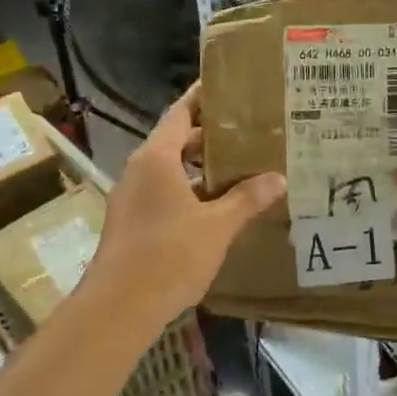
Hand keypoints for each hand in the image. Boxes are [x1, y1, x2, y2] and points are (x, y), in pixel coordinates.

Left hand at [79, 83, 284, 322]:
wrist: (118, 308)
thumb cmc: (169, 256)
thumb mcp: (217, 226)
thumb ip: (247, 198)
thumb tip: (278, 178)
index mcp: (156, 158)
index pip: (181, 113)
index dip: (203, 98)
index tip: (228, 87)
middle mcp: (139, 170)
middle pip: (176, 140)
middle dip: (210, 135)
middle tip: (249, 131)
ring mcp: (131, 197)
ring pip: (170, 169)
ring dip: (200, 166)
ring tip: (240, 166)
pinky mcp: (131, 222)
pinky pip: (164, 192)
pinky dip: (189, 190)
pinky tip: (216, 205)